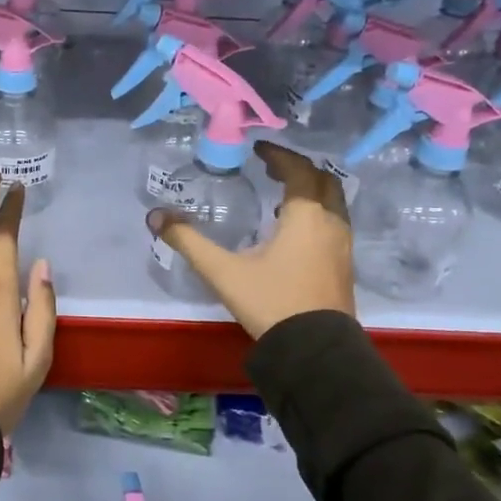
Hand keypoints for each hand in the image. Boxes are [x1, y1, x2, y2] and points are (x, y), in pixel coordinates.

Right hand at [148, 140, 355, 338]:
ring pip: (333, 202)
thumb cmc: (271, 302)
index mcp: (305, 215)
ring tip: (280, 197)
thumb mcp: (223, 271)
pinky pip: (334, 223)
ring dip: (310, 191)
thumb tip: (156, 216)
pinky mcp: (344, 265)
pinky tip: (293, 231)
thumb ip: (189, 241)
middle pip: (323, 180)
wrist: (315, 351)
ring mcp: (342, 245)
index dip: (279, 155)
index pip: (298, 170)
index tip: (258, 149)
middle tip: (271, 167)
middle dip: (298, 169)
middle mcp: (330, 222)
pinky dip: (316, 213)